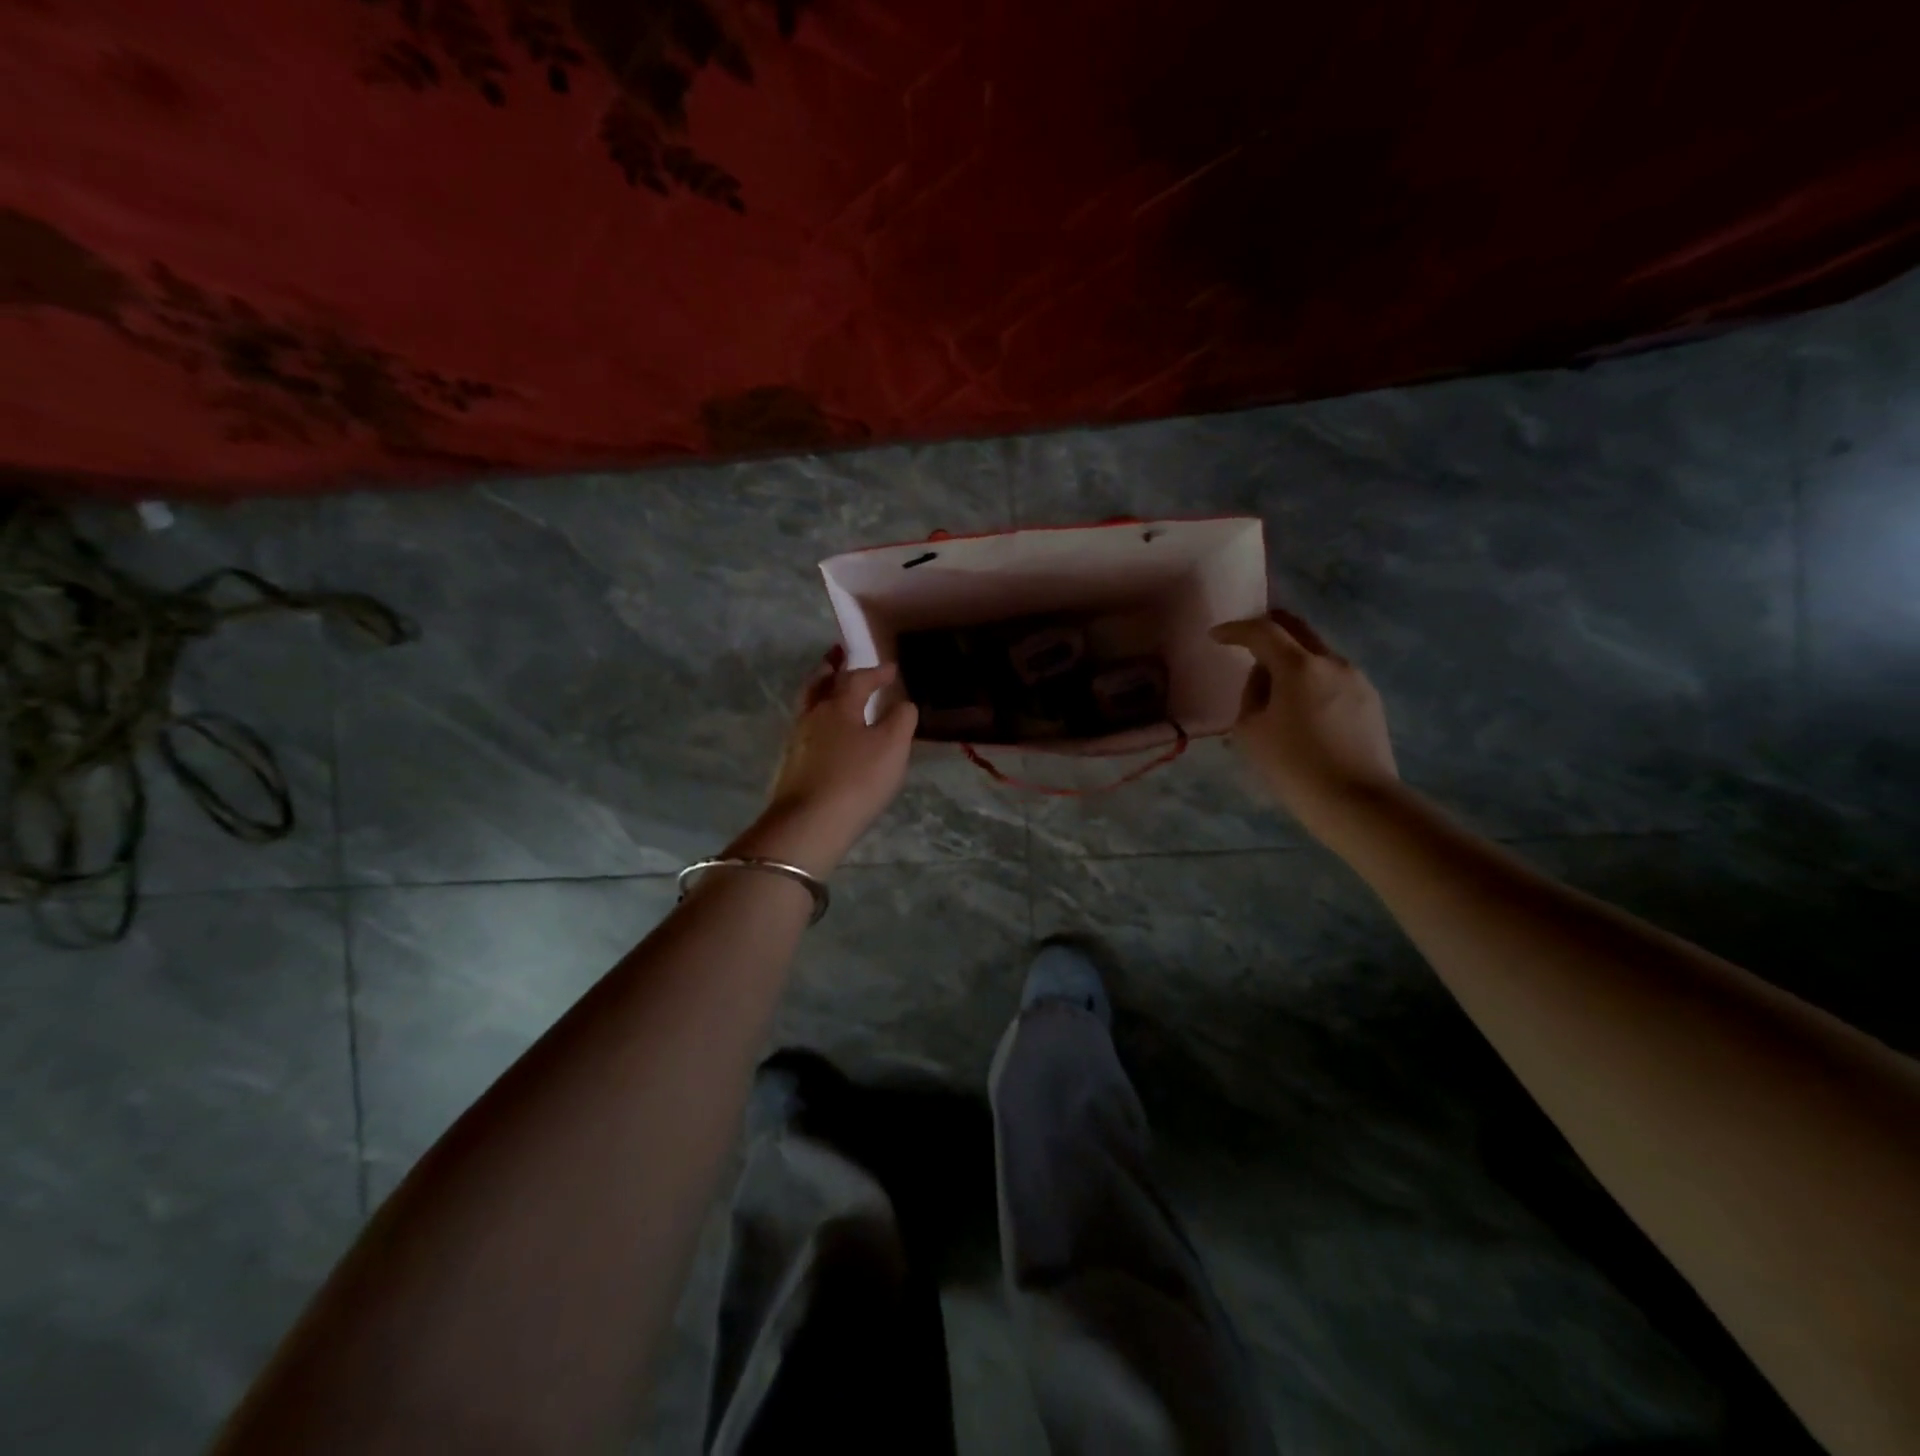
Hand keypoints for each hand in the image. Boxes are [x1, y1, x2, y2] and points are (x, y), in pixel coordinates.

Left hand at [743, 646, 918, 873]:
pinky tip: (826, 733)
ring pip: (808, 705)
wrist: (809, 825)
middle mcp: (812, 716)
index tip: (891, 669)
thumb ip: (901, 719)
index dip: (876, 671)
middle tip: (839, 657)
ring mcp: (797, 741)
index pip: (857, 678)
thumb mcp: (892, 747)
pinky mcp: (790, 765)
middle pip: (819, 683)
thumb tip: (903, 703)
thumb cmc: (856, 780)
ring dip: (821, 692)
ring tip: (832, 691)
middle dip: (832, 669)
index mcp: (838, 705)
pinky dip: (818, 720)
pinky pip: (806, 729)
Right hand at [1211, 610, 1398, 834]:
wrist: (1358, 802)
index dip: (1236, 630)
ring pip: (1317, 656)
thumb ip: (1252, 694)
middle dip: (1269, 629)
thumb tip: (1264, 680)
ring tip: (1273, 686)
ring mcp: (1357, 681)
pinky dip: (1311, 681)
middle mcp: (1332, 663)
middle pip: (1298, 630)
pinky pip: (1333, 679)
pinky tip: (1302, 709)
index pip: (1263, 631)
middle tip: (1246, 639)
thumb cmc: (1294, 766)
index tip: (1215, 636)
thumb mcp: (1250, 731)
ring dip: (1292, 659)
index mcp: (1299, 666)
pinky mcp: (1370, 702)